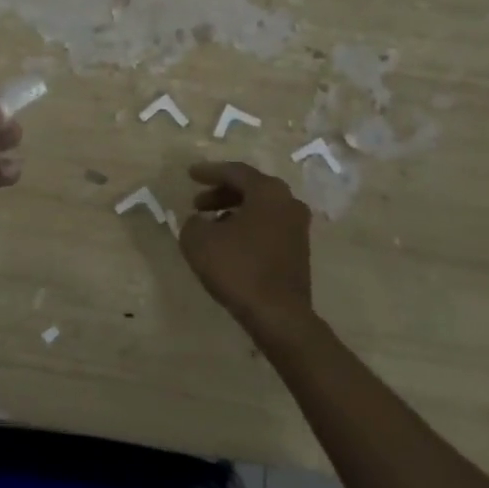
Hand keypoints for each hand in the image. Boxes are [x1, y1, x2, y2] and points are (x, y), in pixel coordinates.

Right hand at [179, 161, 316, 343]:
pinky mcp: (298, 251)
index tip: (190, 174)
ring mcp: (298, 227)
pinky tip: (228, 244)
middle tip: (197, 203)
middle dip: (221, 193)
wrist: (279, 315)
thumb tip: (199, 222)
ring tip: (209, 225)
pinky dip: (246, 228)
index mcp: (268, 191)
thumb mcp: (199, 241)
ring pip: (260, 209)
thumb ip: (193, 223)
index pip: (235, 172)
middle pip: (250, 188)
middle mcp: (288, 202)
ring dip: (233, 212)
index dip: (209, 171)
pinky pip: (267, 227)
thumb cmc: (239, 268)